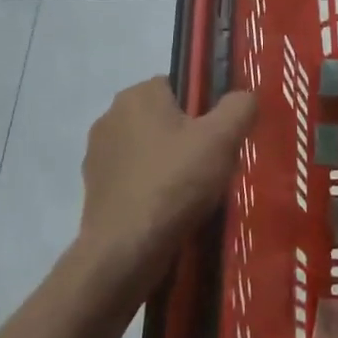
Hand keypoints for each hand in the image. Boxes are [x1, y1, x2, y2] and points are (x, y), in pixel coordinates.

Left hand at [77, 77, 256, 298]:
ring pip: (149, 149)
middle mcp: (110, 116)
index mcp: (137, 95)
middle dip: (188, 137)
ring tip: (194, 194)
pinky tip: (170, 211)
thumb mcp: (223, 138)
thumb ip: (240, 106)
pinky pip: (134, 178)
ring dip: (169, 164)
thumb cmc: (175, 182)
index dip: (205, 109)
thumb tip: (244, 97)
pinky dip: (152, 188)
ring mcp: (98, 155)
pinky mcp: (94, 189)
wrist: (125, 251)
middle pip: (165, 118)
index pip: (180, 86)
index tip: (220, 136)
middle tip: (213, 166)